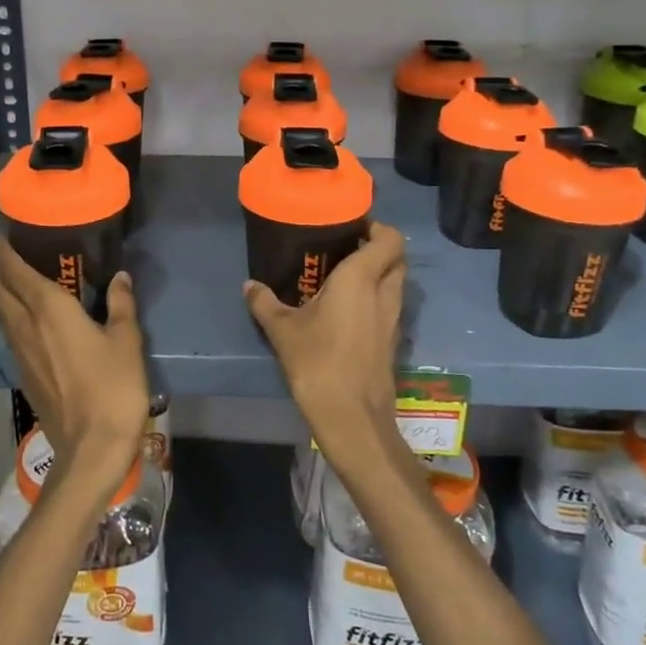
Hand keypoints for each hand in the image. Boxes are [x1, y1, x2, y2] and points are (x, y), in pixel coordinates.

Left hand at [0, 237, 149, 496]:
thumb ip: (121, 305)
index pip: (15, 273)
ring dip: (5, 298)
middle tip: (14, 260)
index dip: (4, 254)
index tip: (0, 238)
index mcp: (49, 310)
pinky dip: (14, 322)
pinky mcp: (24, 377)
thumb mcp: (126, 341)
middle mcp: (26, 328)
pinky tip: (33, 327)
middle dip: (0, 274)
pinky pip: (12, 338)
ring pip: (2, 317)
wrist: (91, 448)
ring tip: (20, 287)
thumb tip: (120, 278)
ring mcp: (21, 355)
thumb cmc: (113, 387)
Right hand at [244, 223, 406, 473]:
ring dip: (379, 275)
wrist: (351, 417)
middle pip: (396, 259)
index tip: (352, 227)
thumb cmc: (317, 362)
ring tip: (345, 277)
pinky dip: (377, 300)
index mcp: (361, 278)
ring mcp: (393, 319)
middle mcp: (384, 293)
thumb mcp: (282, 329)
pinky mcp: (392, 342)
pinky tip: (349, 311)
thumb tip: (249, 285)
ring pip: (396, 284)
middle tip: (347, 249)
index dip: (377, 227)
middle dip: (378, 249)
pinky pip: (390, 307)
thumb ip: (265, 303)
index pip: (389, 238)